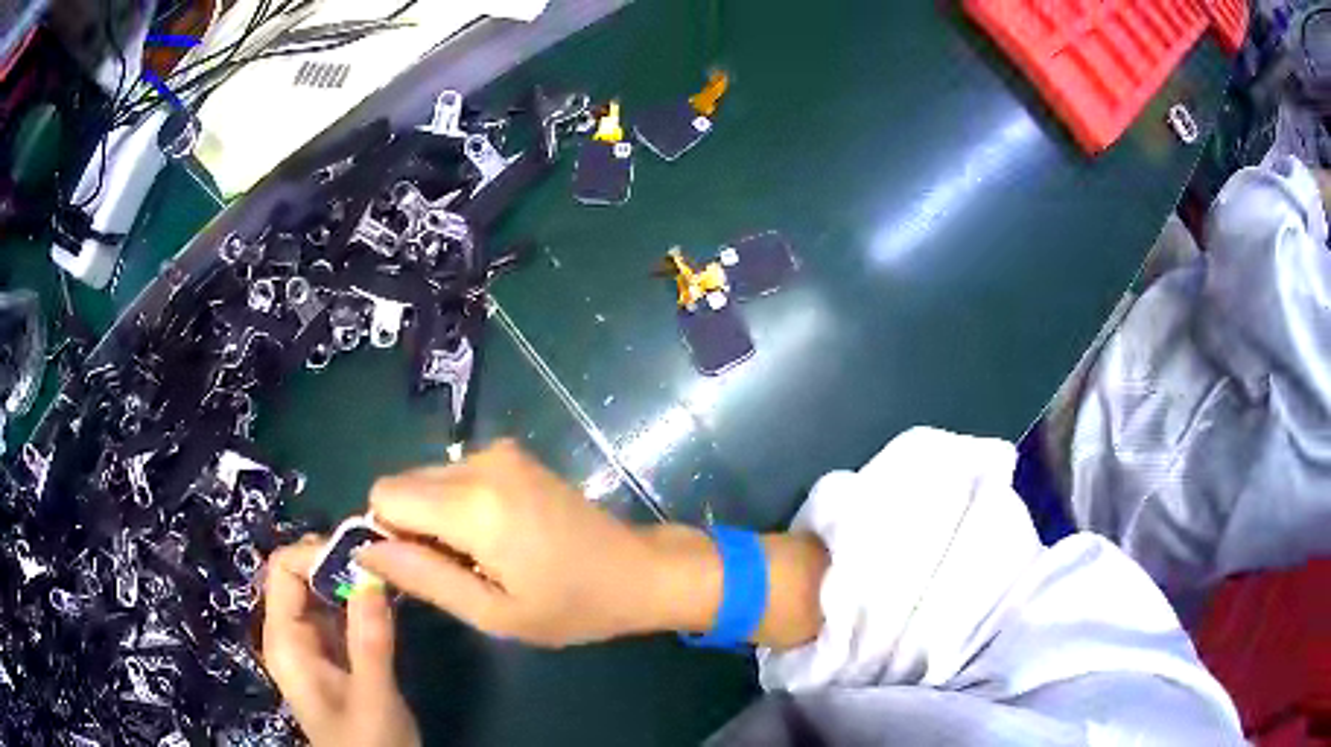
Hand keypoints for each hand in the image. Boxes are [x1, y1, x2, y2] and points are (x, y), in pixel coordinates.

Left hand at [261, 540, 419, 746]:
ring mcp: (311, 642)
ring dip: (351, 578)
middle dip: (338, 561)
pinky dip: (360, 599)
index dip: (317, 554)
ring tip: (391, 575)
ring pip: (321, 589)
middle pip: (300, 573)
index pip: (283, 569)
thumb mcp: (373, 696)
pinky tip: (387, 601)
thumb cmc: (368, 744)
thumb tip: (372, 572)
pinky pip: (338, 609)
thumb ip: (370, 639)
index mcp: (285, 640)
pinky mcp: (332, 651)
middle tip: (384, 562)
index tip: (364, 558)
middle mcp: (291, 633)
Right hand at [358, 440, 828, 649]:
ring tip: (479, 557)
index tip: (416, 568)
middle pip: (402, 483)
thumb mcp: (493, 612)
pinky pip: (454, 474)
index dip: (385, 533)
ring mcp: (499, 452)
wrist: (638, 571)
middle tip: (453, 569)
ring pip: (426, 478)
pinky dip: (456, 504)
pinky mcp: (513, 454)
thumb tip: (364, 551)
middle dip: (409, 526)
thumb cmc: (571, 605)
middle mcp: (480, 462)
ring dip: (434, 517)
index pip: (384, 495)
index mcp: (473, 504)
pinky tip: (494, 536)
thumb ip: (423, 577)